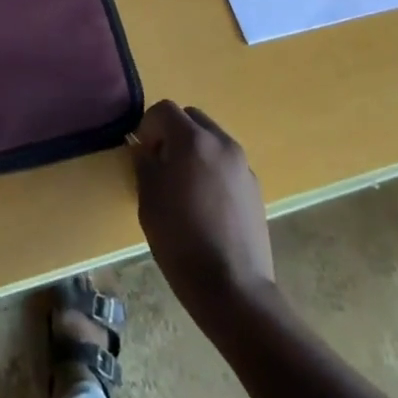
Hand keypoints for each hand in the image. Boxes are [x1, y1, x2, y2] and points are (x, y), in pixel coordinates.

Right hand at [132, 100, 275, 323]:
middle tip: (161, 164)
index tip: (142, 153)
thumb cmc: (181, 241)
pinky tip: (205, 204)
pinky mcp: (255, 187)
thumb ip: (144, 164)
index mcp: (193, 140)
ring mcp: (242, 165)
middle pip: (192, 118)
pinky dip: (212, 168)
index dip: (148, 126)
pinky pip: (226, 163)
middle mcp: (221, 143)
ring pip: (211, 139)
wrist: (233, 288)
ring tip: (184, 186)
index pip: (164, 109)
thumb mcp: (148, 200)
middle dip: (172, 132)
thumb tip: (145, 150)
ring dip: (194, 149)